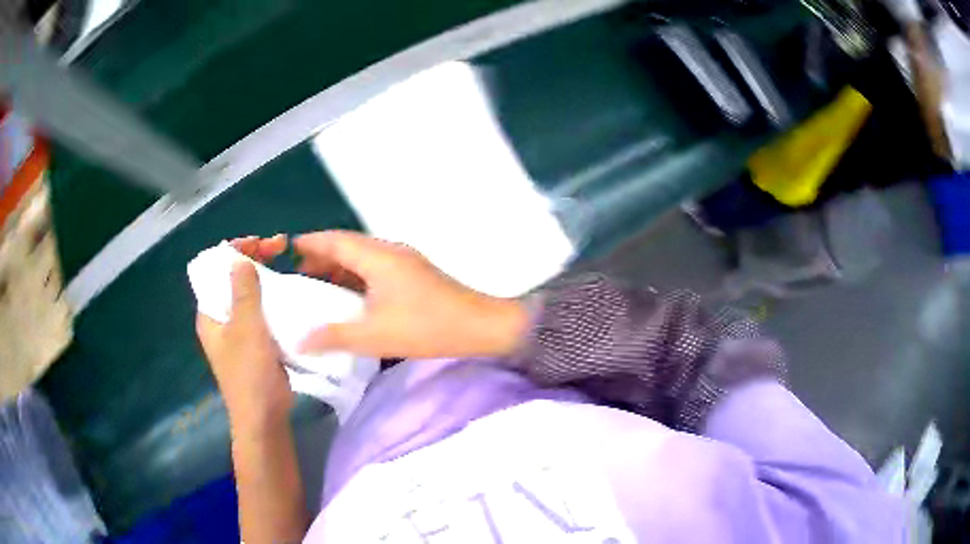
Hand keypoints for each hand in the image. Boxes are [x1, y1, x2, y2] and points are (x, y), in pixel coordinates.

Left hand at [196, 235, 291, 429]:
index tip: (262, 242)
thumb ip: (243, 293)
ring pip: (249, 293)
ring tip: (287, 265)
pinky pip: (261, 310)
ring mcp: (238, 331)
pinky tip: (289, 293)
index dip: (236, 250)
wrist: (264, 418)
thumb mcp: (246, 330)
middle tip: (281, 248)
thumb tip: (239, 259)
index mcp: (210, 313)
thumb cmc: (250, 374)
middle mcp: (220, 318)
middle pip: (233, 277)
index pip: (216, 269)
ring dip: (265, 276)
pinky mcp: (255, 341)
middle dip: (254, 258)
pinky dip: (272, 296)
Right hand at [292, 231, 528, 358]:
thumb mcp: (374, 335)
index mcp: (377, 257)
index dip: (308, 243)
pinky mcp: (414, 274)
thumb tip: (300, 341)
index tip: (286, 251)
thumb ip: (333, 337)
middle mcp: (389, 251)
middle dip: (321, 257)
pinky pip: (376, 268)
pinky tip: (351, 299)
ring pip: (362, 257)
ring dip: (340, 268)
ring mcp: (405, 261)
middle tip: (298, 276)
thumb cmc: (427, 327)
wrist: (481, 326)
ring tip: (318, 288)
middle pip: (347, 246)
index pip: (334, 240)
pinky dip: (357, 278)